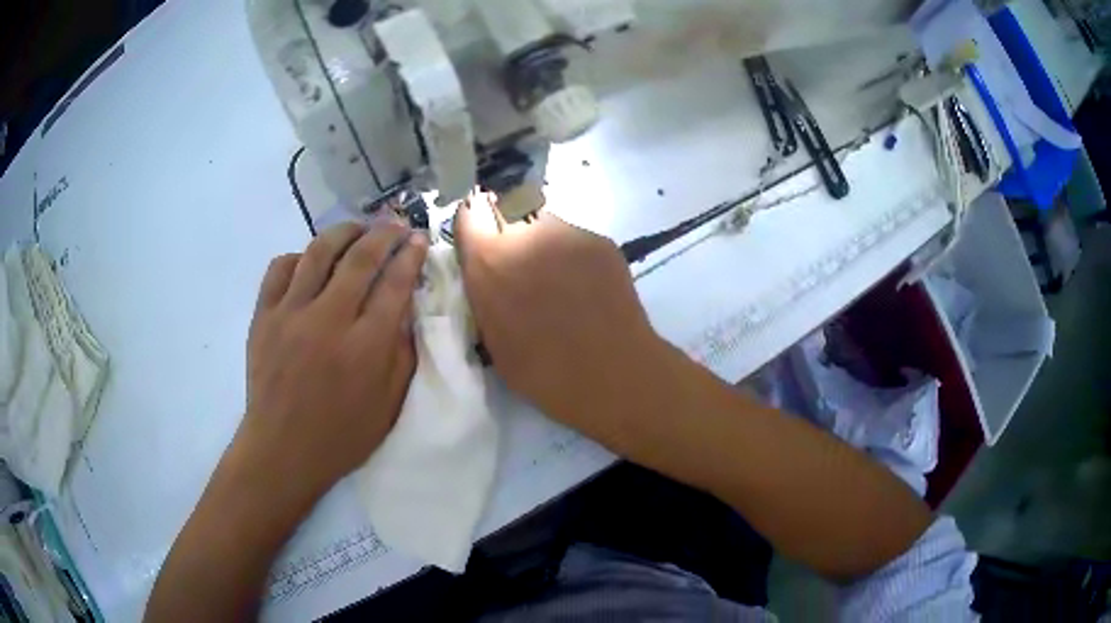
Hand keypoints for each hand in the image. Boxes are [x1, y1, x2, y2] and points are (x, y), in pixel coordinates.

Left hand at [240, 220, 427, 499]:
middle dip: (383, 234)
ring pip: (318, 251)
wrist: (283, 450)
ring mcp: (291, 314)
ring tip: (356, 230)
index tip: (418, 239)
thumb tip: (405, 309)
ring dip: (343, 232)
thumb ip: (401, 353)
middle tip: (394, 225)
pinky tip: (309, 262)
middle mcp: (328, 320)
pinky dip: (299, 257)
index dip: (410, 255)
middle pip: (360, 257)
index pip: (394, 284)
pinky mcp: (263, 316)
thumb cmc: (341, 435)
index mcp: (365, 347)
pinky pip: (280, 268)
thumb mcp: (388, 405)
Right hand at [454, 195, 661, 428]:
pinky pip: (575, 240)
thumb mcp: (491, 336)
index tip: (480, 243)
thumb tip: (487, 273)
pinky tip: (587, 287)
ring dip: (542, 243)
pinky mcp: (600, 240)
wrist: (611, 373)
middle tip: (522, 268)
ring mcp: (568, 233)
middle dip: (508, 233)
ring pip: (544, 224)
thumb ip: (483, 291)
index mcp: (490, 259)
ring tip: (560, 281)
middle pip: (508, 212)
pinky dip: (573, 257)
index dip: (475, 226)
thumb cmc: (542, 371)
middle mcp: (526, 233)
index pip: (470, 211)